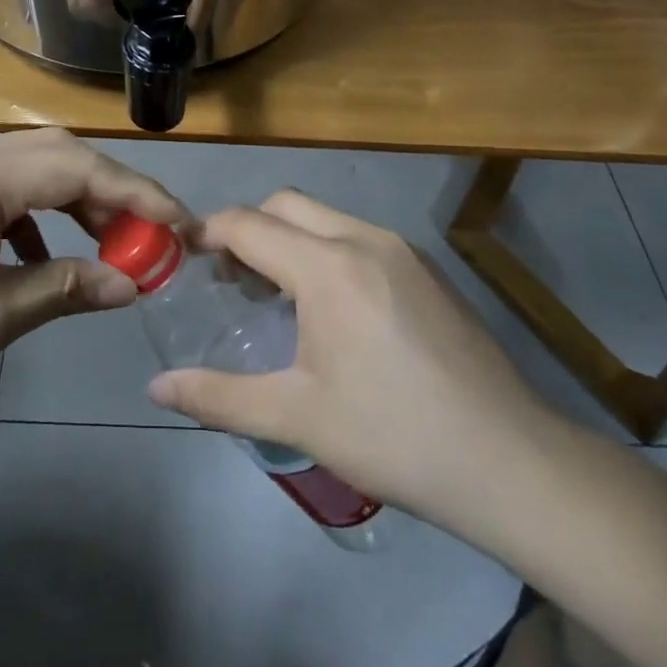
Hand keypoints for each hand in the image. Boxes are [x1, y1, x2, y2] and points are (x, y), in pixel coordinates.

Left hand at [0, 129, 184, 443]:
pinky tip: (38, 255)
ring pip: (26, 167)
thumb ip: (68, 287)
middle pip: (56, 154)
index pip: (80, 167)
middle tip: (148, 236)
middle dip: (110, 191)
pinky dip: (30, 212)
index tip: (182, 228)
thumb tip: (133, 282)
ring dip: (72, 199)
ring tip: (104, 246)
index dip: (138, 195)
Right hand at [147, 191, 560, 539]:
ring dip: (289, 239)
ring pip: (325, 218)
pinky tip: (332, 309)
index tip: (184, 255)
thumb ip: (218, 397)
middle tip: (230, 280)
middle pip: (285, 204)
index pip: (247, 224)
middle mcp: (364, 239)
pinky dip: (326, 251)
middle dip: (248, 228)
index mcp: (328, 268)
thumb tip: (156, 388)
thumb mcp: (296, 418)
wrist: (510, 462)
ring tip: (276, 296)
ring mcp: (403, 250)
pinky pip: (358, 237)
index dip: (208, 233)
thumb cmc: (393, 436)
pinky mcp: (428, 269)